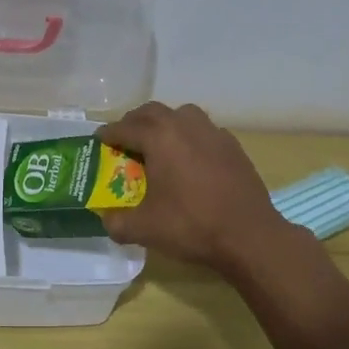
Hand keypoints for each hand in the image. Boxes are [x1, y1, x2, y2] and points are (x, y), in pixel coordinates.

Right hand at [98, 102, 298, 280]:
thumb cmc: (192, 225)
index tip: (99, 140)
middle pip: (152, 112)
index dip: (108, 133)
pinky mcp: (232, 145)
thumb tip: (106, 219)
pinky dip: (191, 136)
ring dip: (165, 123)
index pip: (125, 127)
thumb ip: (117, 222)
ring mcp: (212, 132)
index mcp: (159, 137)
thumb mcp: (144, 229)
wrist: (249, 236)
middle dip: (135, 122)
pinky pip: (204, 130)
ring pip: (182, 114)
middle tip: (125, 139)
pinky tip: (191, 158)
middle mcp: (184, 125)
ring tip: (159, 143)